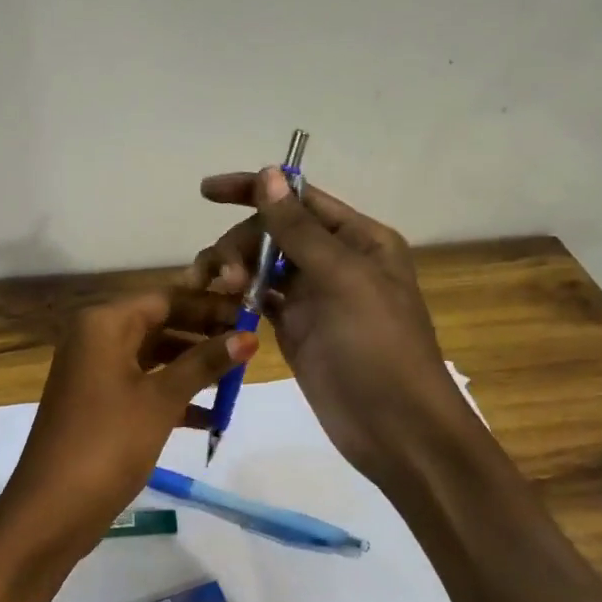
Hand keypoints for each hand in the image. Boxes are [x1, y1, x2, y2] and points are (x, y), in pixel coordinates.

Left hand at [0, 288, 254, 601]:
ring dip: (192, 370)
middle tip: (250, 349)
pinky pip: (142, 388)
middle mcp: (95, 340)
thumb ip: (204, 363)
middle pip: (160, 325)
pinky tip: (210, 418)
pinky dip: (173, 398)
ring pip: (153, 358)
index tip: (253, 316)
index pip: (166, 299)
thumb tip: (249, 336)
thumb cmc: (108, 443)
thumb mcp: (161, 400)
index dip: (210, 306)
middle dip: (204, 337)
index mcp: (104, 325)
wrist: (52, 509)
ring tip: (237, 383)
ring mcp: (94, 374)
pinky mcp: (98, 406)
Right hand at [190, 168, 467, 482]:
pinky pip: (258, 301)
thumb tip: (268, 175)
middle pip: (273, 232)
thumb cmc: (378, 346)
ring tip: (214, 289)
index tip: (206, 192)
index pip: (300, 199)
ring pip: (261, 266)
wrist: (394, 427)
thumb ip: (299, 230)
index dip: (253, 190)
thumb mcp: (342, 279)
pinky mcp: (295, 330)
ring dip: (233, 269)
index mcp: (358, 239)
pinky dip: (237, 298)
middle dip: (242, 243)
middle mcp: (335, 261)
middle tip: (224, 274)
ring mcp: (313, 297)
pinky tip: (216, 303)